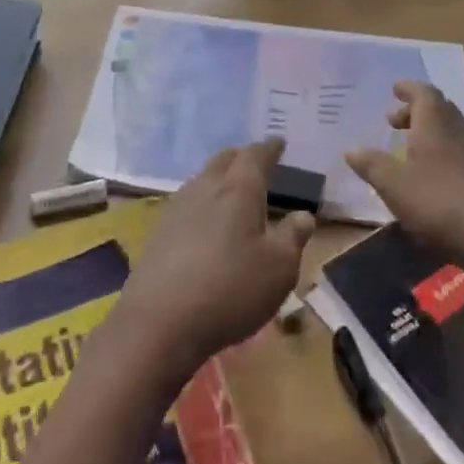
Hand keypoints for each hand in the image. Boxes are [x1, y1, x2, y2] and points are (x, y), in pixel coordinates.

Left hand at [115, 138, 315, 374]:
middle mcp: (205, 189)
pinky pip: (187, 203)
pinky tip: (205, 220)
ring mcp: (177, 209)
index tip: (278, 142)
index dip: (269, 148)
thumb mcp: (279, 269)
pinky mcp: (159, 232)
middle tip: (255, 162)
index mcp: (238, 190)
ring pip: (201, 179)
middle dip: (241, 157)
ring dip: (219, 178)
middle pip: (223, 161)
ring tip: (231, 189)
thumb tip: (303, 215)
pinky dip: (203, 202)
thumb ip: (293, 237)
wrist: (160, 320)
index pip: (255, 156)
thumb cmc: (231, 290)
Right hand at [346, 82, 463, 291]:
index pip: (425, 95)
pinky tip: (429, 174)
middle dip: (416, 111)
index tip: (395, 88)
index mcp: (436, 127)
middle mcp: (459, 135)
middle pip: (440, 111)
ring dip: (429, 133)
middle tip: (394, 120)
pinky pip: (459, 154)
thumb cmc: (437, 203)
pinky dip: (440, 153)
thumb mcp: (393, 185)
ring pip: (451, 133)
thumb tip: (351, 149)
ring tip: (407, 147)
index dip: (409, 89)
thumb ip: (372, 165)